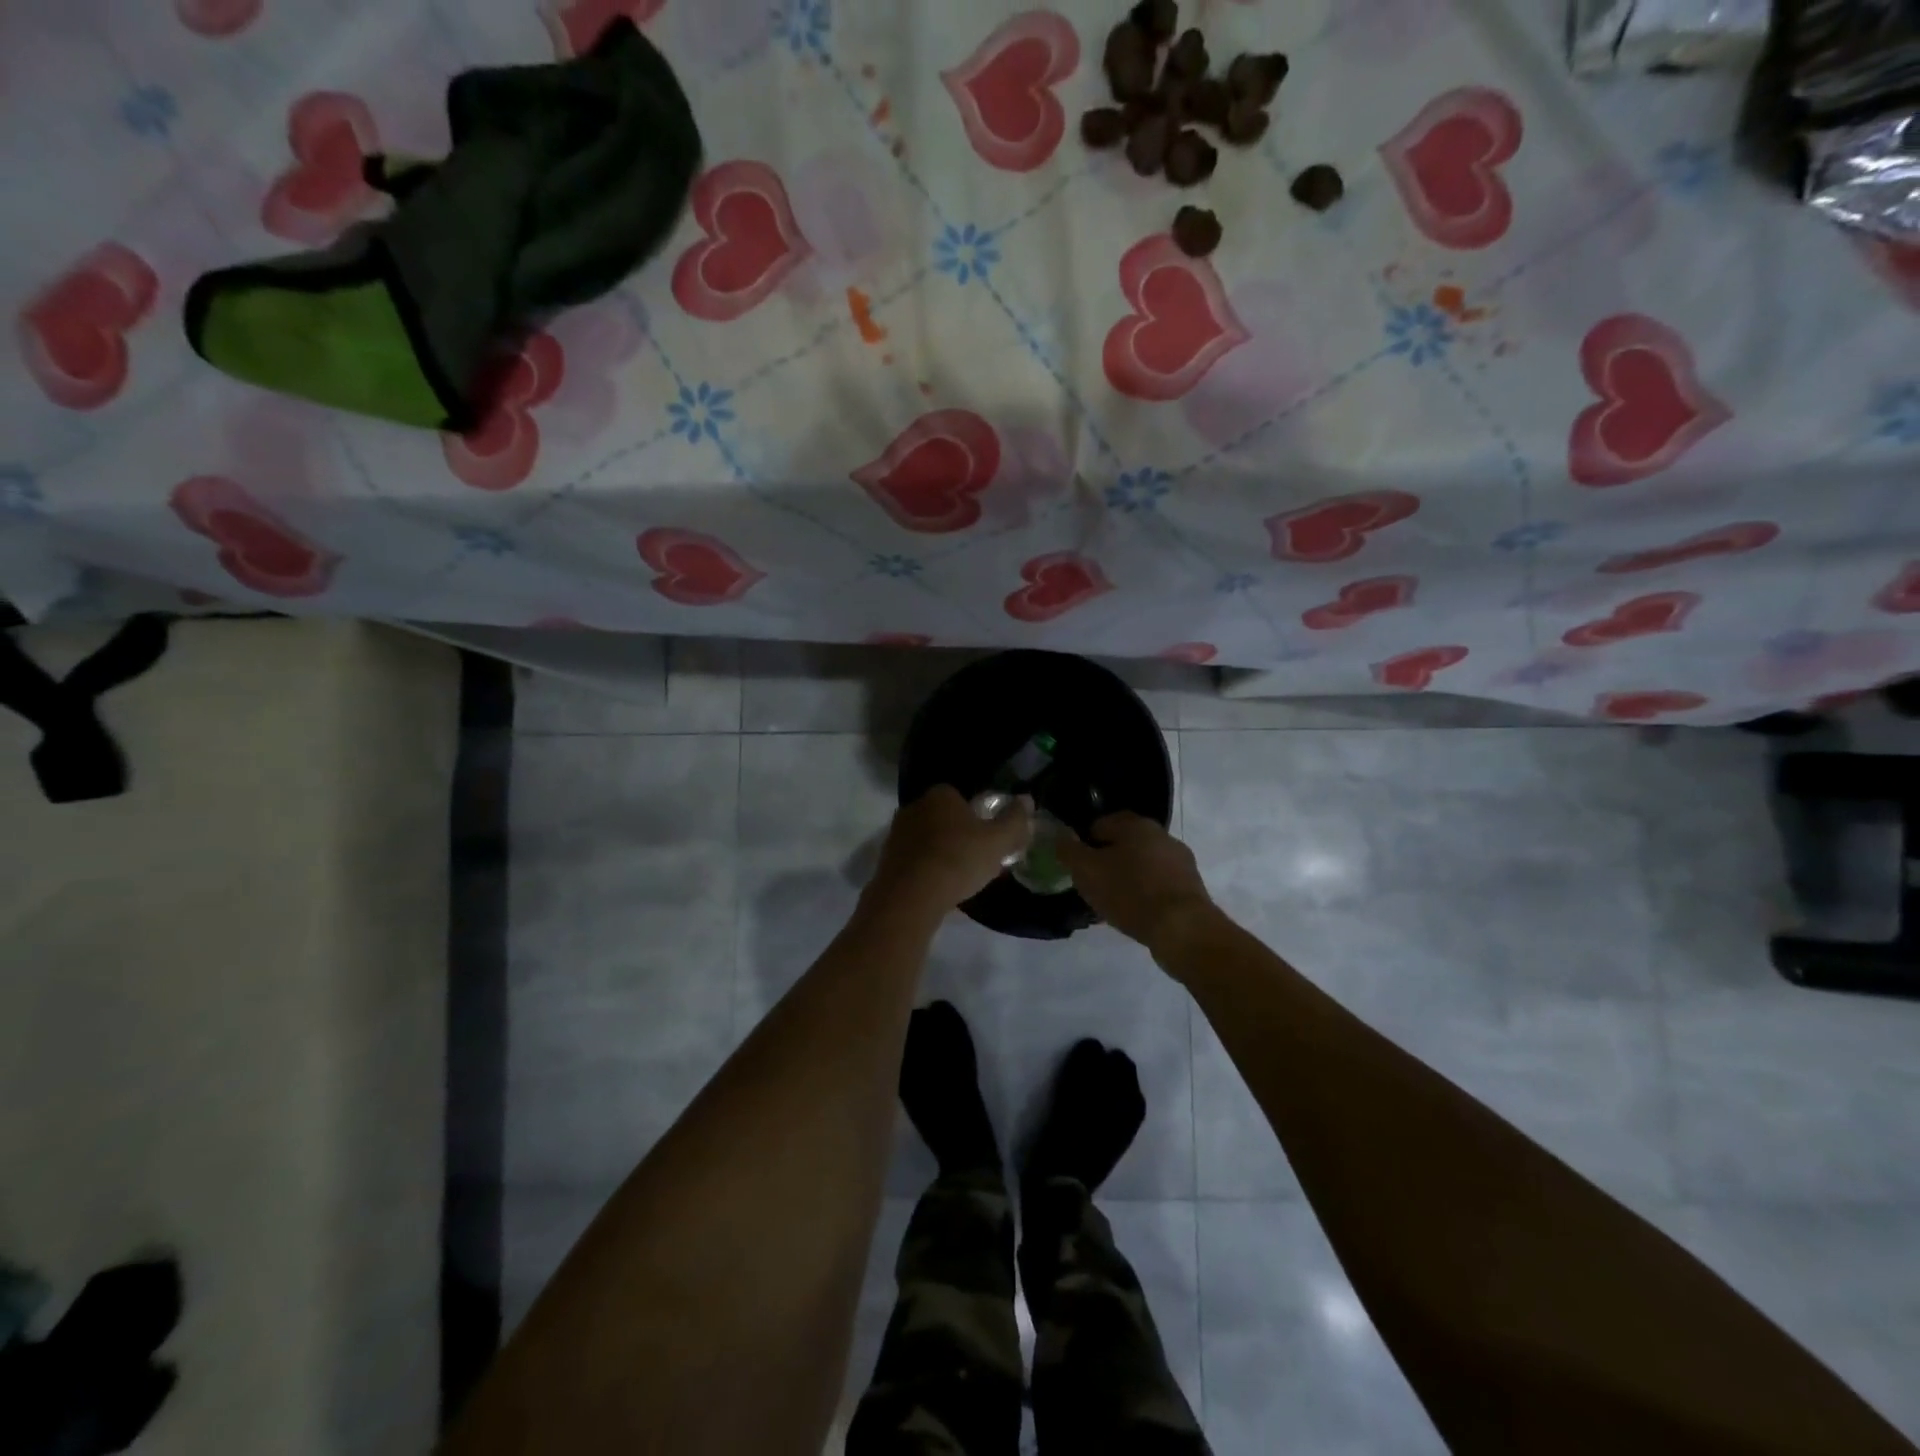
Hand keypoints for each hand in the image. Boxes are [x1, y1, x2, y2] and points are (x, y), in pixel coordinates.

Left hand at [868, 785, 1032, 914]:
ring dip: (941, 853)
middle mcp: (914, 806)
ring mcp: (896, 833)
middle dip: (959, 835)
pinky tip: (937, 888)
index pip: (962, 797)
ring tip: (958, 879)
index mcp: (940, 794)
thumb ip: (1015, 820)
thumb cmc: (958, 860)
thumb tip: (1026, 800)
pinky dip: (926, 870)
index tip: (988, 840)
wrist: (910, 896)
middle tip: (976, 860)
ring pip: (928, 840)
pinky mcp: (886, 859)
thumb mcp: (998, 841)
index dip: (978, 817)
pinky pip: (914, 860)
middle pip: (944, 818)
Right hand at [1057, 812, 1216, 951]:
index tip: (1077, 866)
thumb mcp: (1087, 871)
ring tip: (1114, 902)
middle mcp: (1161, 834)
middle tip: (1093, 884)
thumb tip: (1060, 837)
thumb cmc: (1129, 893)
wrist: (1182, 928)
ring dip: (1128, 876)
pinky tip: (1136, 912)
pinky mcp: (1191, 885)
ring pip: (1143, 863)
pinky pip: (1158, 882)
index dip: (1084, 843)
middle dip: (1107, 860)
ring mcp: (1180, 859)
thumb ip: (1068, 851)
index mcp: (1135, 824)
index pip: (1100, 824)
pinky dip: (1146, 892)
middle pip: (1124, 843)